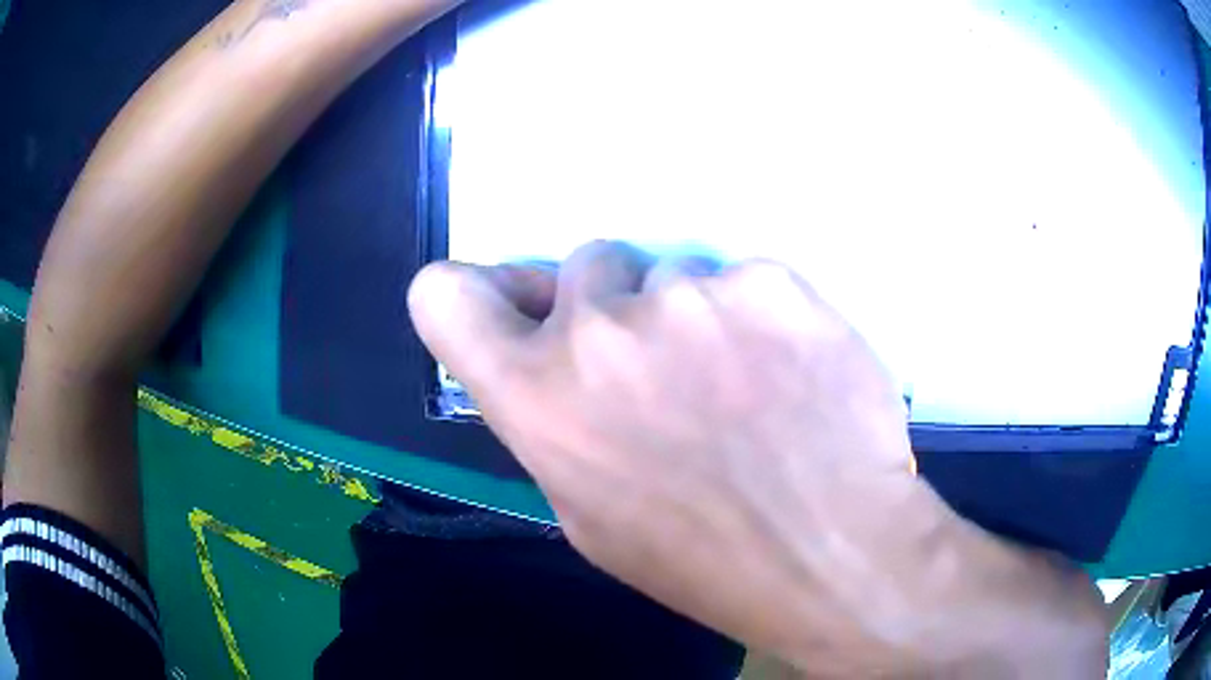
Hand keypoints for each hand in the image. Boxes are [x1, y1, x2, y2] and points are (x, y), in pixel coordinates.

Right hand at [408, 241, 1106, 676]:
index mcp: (537, 397)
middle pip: (583, 265)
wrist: (834, 551)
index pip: (444, 297)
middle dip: (613, 307)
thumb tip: (548, 363)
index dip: (468, 293)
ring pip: (671, 271)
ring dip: (693, 315)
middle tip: (668, 369)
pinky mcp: (767, 280)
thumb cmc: (702, 557)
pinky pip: (743, 278)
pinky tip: (791, 372)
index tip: (509, 305)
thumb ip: (554, 422)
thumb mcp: (591, 513)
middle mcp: (597, 330)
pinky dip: (759, 315)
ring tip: (745, 384)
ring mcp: (689, 294)